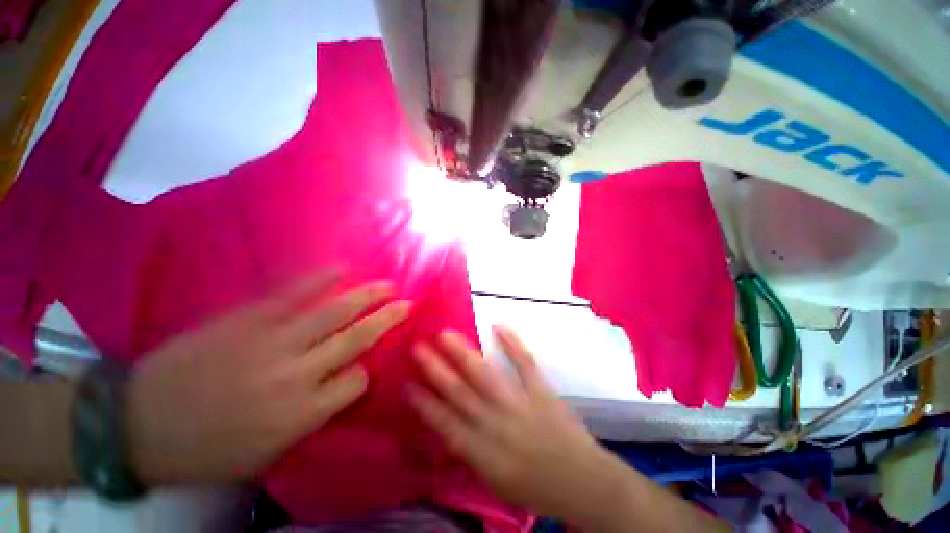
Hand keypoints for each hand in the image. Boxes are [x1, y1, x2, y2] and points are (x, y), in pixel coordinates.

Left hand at [126, 270, 410, 483]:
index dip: (363, 374)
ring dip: (366, 296)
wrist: (137, 424)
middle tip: (407, 304)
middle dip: (387, 320)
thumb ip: (313, 417)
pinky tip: (341, 268)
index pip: (356, 383)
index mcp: (302, 414)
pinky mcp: (246, 320)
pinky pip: (291, 295)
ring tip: (388, 285)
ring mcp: (272, 341)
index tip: (361, 370)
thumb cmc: (206, 451)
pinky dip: (318, 280)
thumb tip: (344, 383)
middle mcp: (296, 374)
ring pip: (334, 313)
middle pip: (356, 340)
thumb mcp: (268, 453)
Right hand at [407, 326, 628, 524]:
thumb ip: (470, 451)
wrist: (582, 482)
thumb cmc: (535, 487)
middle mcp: (495, 424)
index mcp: (482, 452)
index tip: (407, 383)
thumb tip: (449, 424)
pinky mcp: (541, 390)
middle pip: (460, 393)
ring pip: (485, 375)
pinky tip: (498, 326)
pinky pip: (525, 363)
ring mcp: (519, 403)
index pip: (445, 423)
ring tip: (446, 334)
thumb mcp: (494, 479)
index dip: (424, 402)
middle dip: (436, 370)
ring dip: (463, 353)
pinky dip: (512, 343)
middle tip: (418, 348)